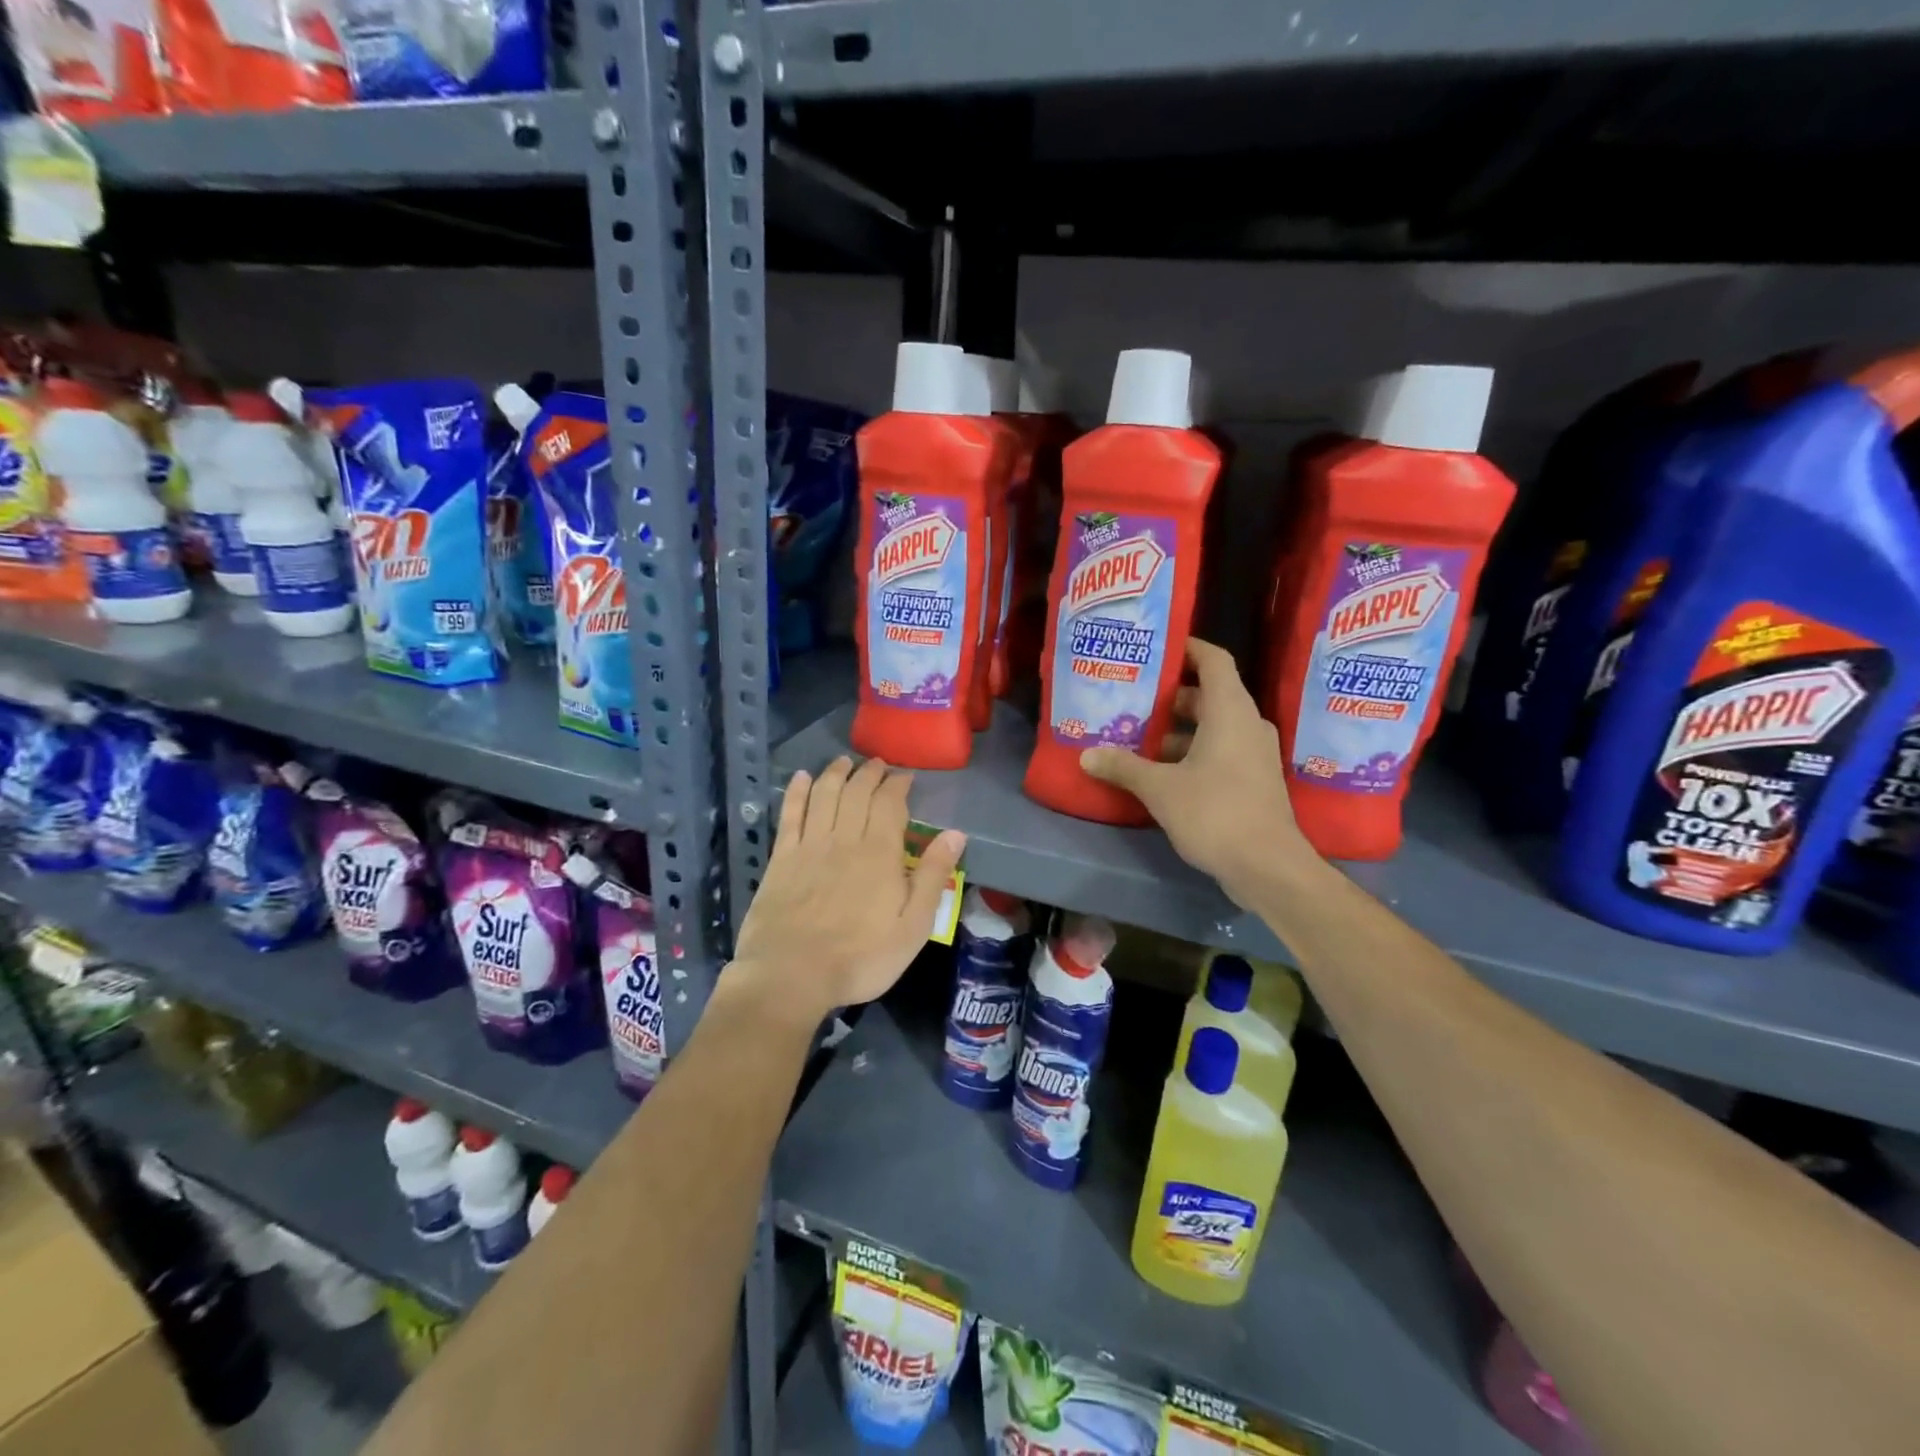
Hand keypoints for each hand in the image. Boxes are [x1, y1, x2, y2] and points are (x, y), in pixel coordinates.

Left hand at [728, 756, 965, 1023]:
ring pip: (824, 795)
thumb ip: (934, 877)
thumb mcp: (913, 927)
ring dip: (836, 773)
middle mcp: (844, 839)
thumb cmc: (861, 958)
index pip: (889, 803)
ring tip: (845, 761)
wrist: (791, 976)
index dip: (898, 784)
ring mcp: (809, 846)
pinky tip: (801, 778)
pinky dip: (796, 792)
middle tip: (878, 764)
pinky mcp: (782, 858)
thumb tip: (955, 834)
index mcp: (879, 853)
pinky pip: (790, 815)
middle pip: (857, 792)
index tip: (905, 775)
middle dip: (869, 773)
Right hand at [1080, 637, 1313, 907]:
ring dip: (1177, 730)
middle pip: (1208, 695)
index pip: (1214, 660)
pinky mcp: (1253, 781)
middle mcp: (1247, 724)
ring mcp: (1254, 754)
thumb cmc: (1215, 813)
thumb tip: (1087, 755)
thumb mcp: (1160, 789)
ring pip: (1213, 727)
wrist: (1268, 867)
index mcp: (1230, 711)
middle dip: (1170, 696)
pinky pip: (1219, 751)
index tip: (1157, 648)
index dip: (1188, 648)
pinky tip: (1158, 771)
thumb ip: (1123, 767)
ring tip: (1136, 735)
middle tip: (1132, 697)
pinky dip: (1191, 753)